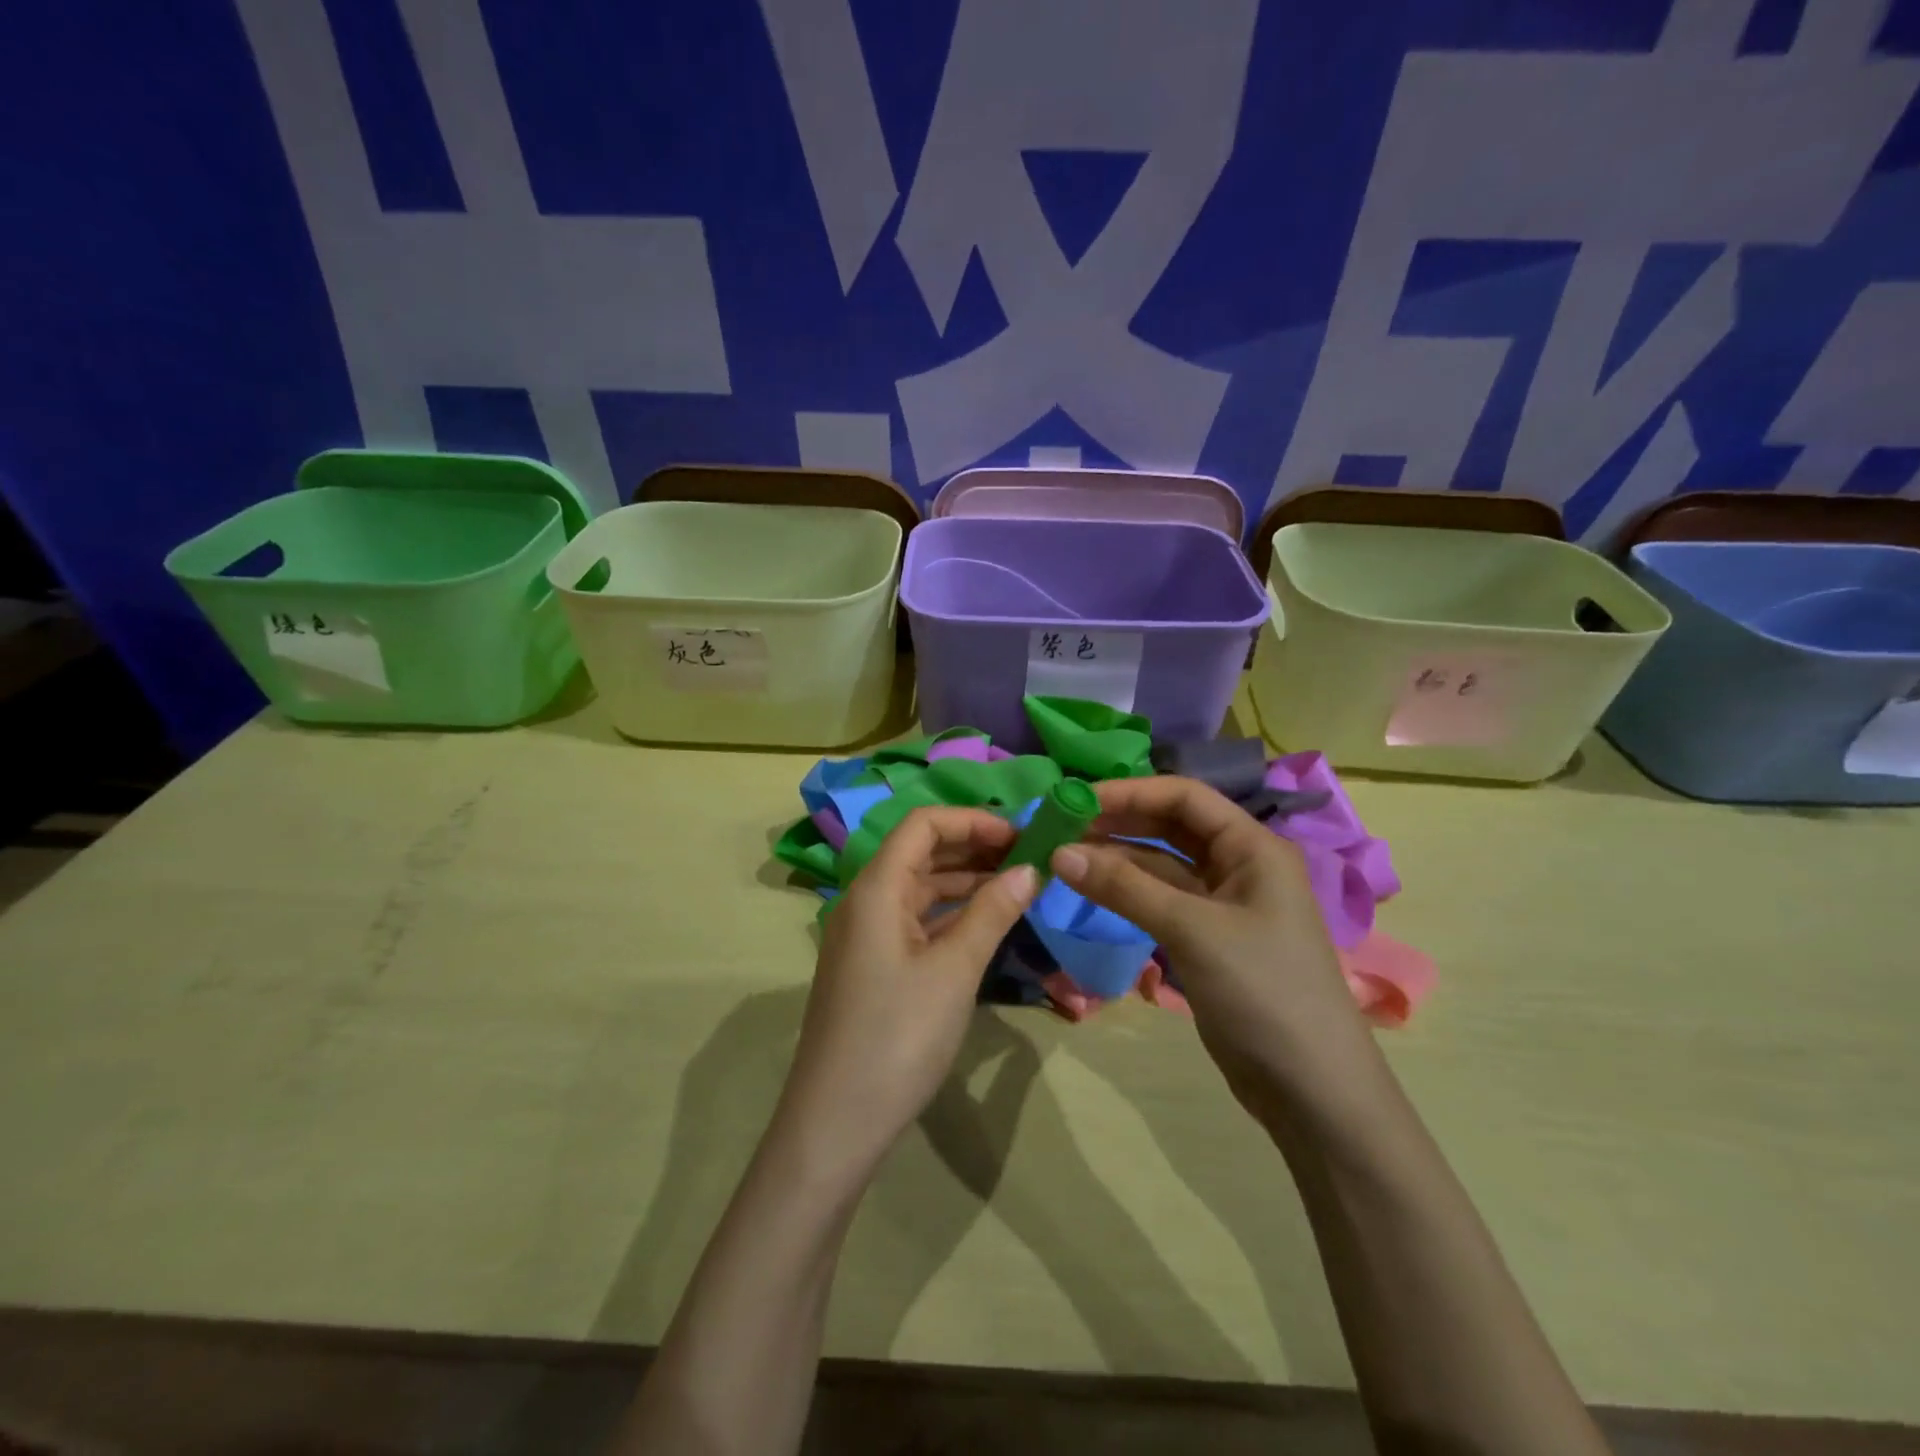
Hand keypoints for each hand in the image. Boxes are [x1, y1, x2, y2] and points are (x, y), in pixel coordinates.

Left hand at [775, 807, 1039, 1178]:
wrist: (836, 1122)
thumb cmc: (897, 1036)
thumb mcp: (954, 971)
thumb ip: (992, 913)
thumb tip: (1029, 869)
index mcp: (876, 888)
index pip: (923, 825)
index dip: (972, 821)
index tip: (1021, 835)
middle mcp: (866, 901)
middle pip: (921, 852)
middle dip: (974, 847)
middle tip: (1030, 858)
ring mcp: (866, 935)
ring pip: (920, 888)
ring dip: (966, 881)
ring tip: (1019, 886)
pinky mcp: (873, 966)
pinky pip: (916, 921)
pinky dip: (951, 914)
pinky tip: (986, 923)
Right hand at [1051, 776, 1376, 1118]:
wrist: (1312, 1090)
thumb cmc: (1263, 992)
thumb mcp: (1191, 931)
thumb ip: (1124, 888)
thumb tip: (1058, 853)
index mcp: (1252, 847)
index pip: (1184, 797)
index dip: (1128, 792)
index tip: (1074, 801)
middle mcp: (1239, 865)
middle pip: (1171, 826)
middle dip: (1118, 822)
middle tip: (1060, 828)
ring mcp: (1223, 904)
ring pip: (1161, 864)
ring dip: (1117, 859)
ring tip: (1064, 858)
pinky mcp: (1208, 939)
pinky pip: (1161, 900)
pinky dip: (1127, 893)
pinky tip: (1091, 891)